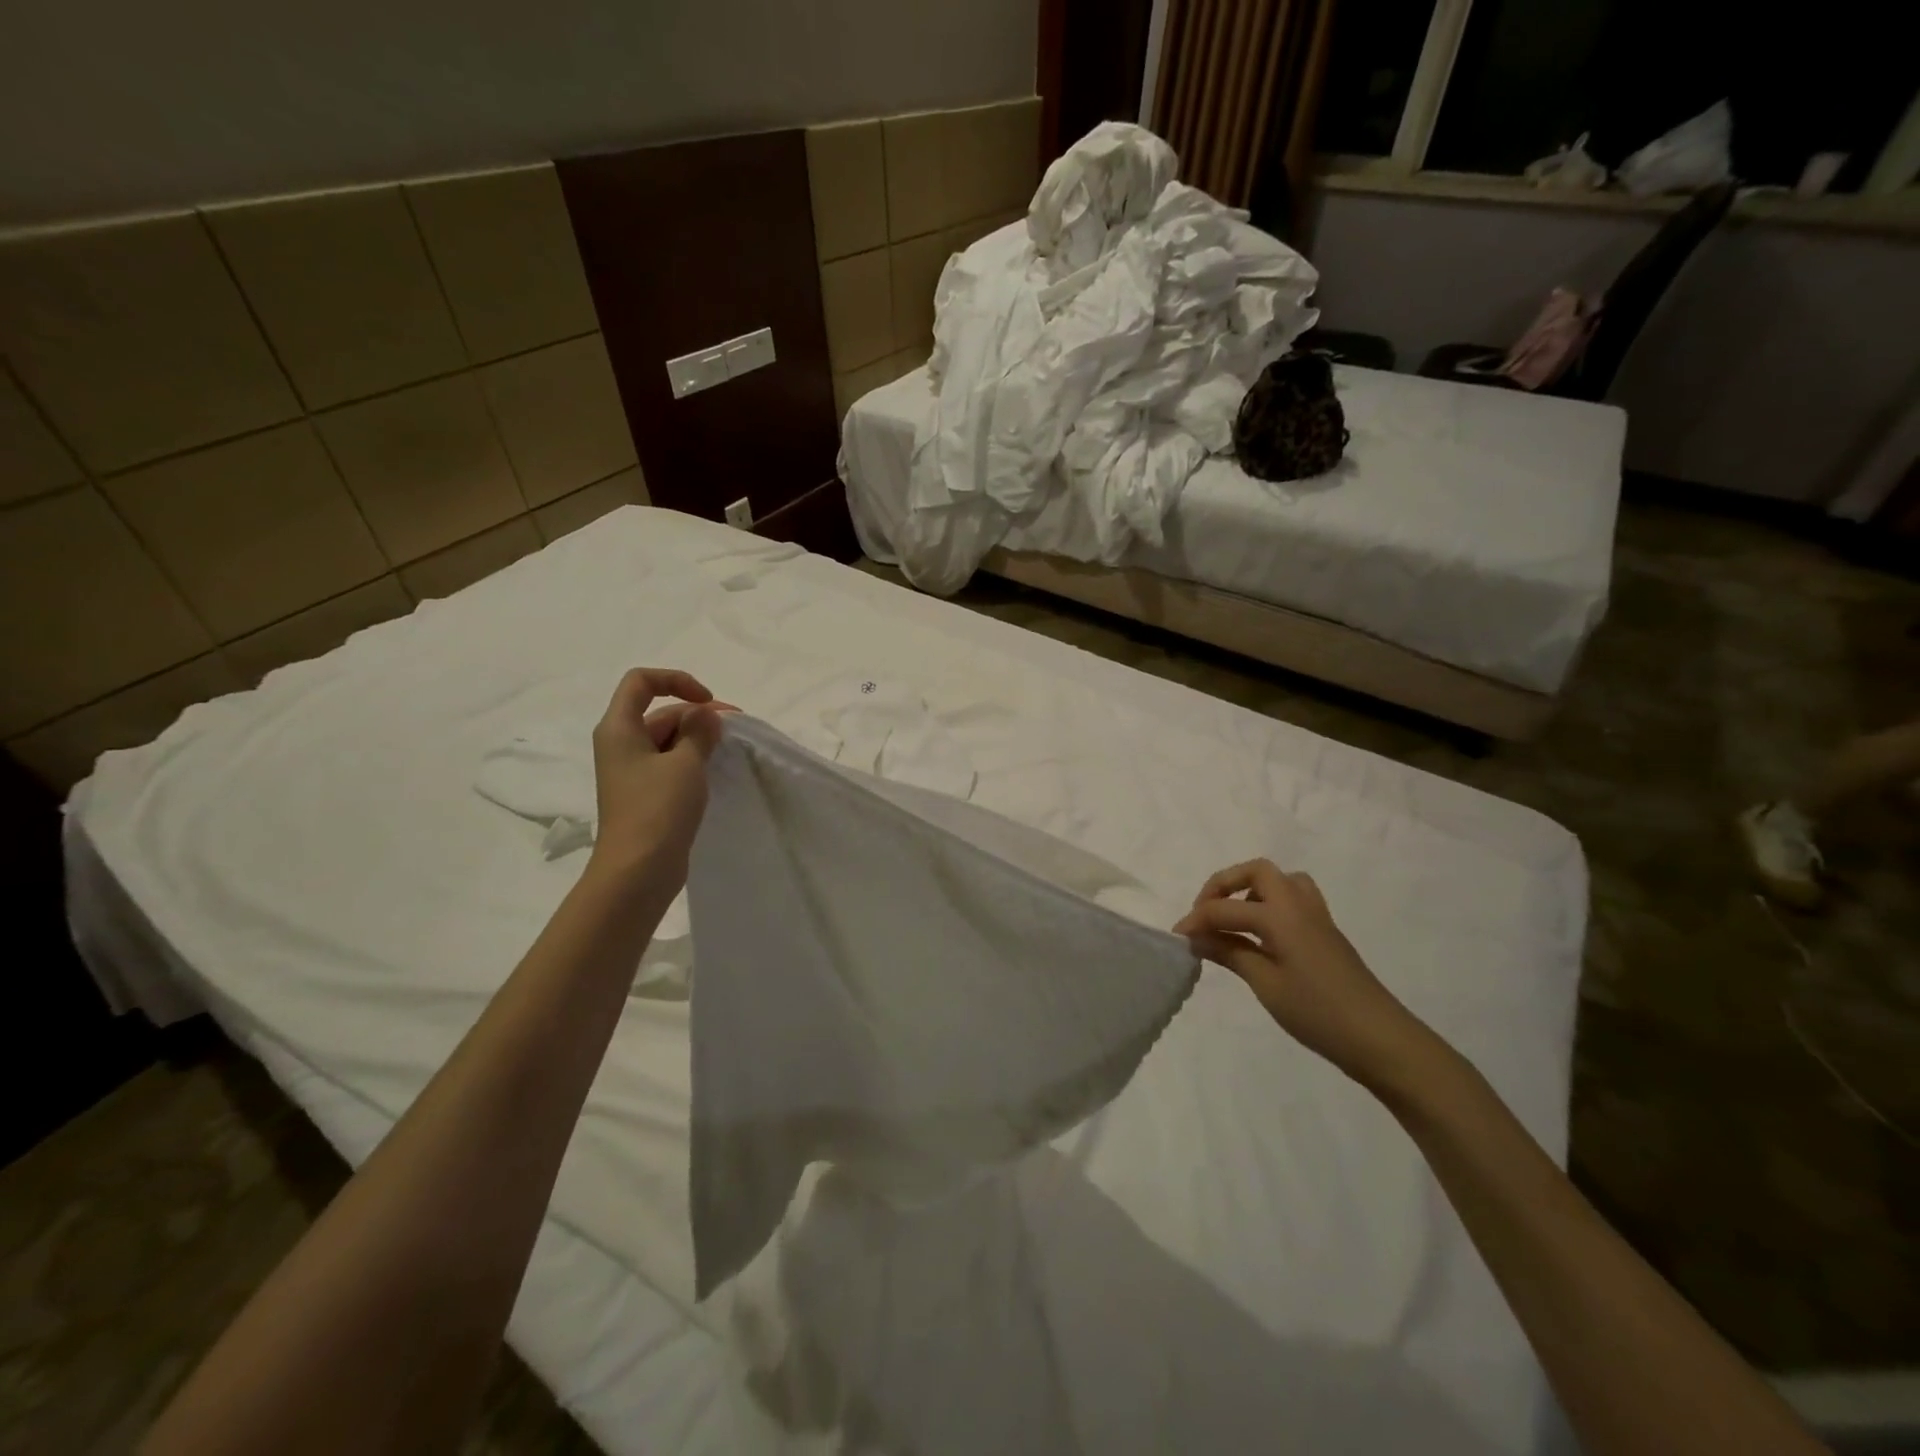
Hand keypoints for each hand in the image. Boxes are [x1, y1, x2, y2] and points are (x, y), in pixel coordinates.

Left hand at [589, 668, 726, 878]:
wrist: (638, 871)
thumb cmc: (657, 809)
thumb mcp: (686, 763)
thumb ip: (699, 731)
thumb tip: (705, 716)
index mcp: (619, 729)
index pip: (642, 682)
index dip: (677, 681)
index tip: (707, 702)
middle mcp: (621, 744)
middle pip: (659, 712)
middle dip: (697, 714)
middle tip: (735, 729)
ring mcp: (632, 771)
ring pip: (668, 739)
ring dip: (698, 738)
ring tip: (729, 751)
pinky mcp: (645, 794)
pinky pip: (670, 763)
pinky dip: (692, 760)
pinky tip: (715, 771)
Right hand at [1174, 859, 1431, 1088]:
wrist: (1380, 1039)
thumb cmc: (1318, 1013)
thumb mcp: (1266, 984)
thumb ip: (1230, 952)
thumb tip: (1196, 937)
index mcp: (1281, 915)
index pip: (1225, 908)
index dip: (1196, 920)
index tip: (1176, 938)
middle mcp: (1298, 904)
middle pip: (1256, 871)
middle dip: (1224, 885)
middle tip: (1206, 913)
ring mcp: (1316, 917)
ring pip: (1280, 881)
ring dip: (1250, 891)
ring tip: (1234, 920)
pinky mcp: (1325, 933)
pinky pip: (1293, 899)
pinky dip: (1270, 905)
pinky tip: (1260, 937)